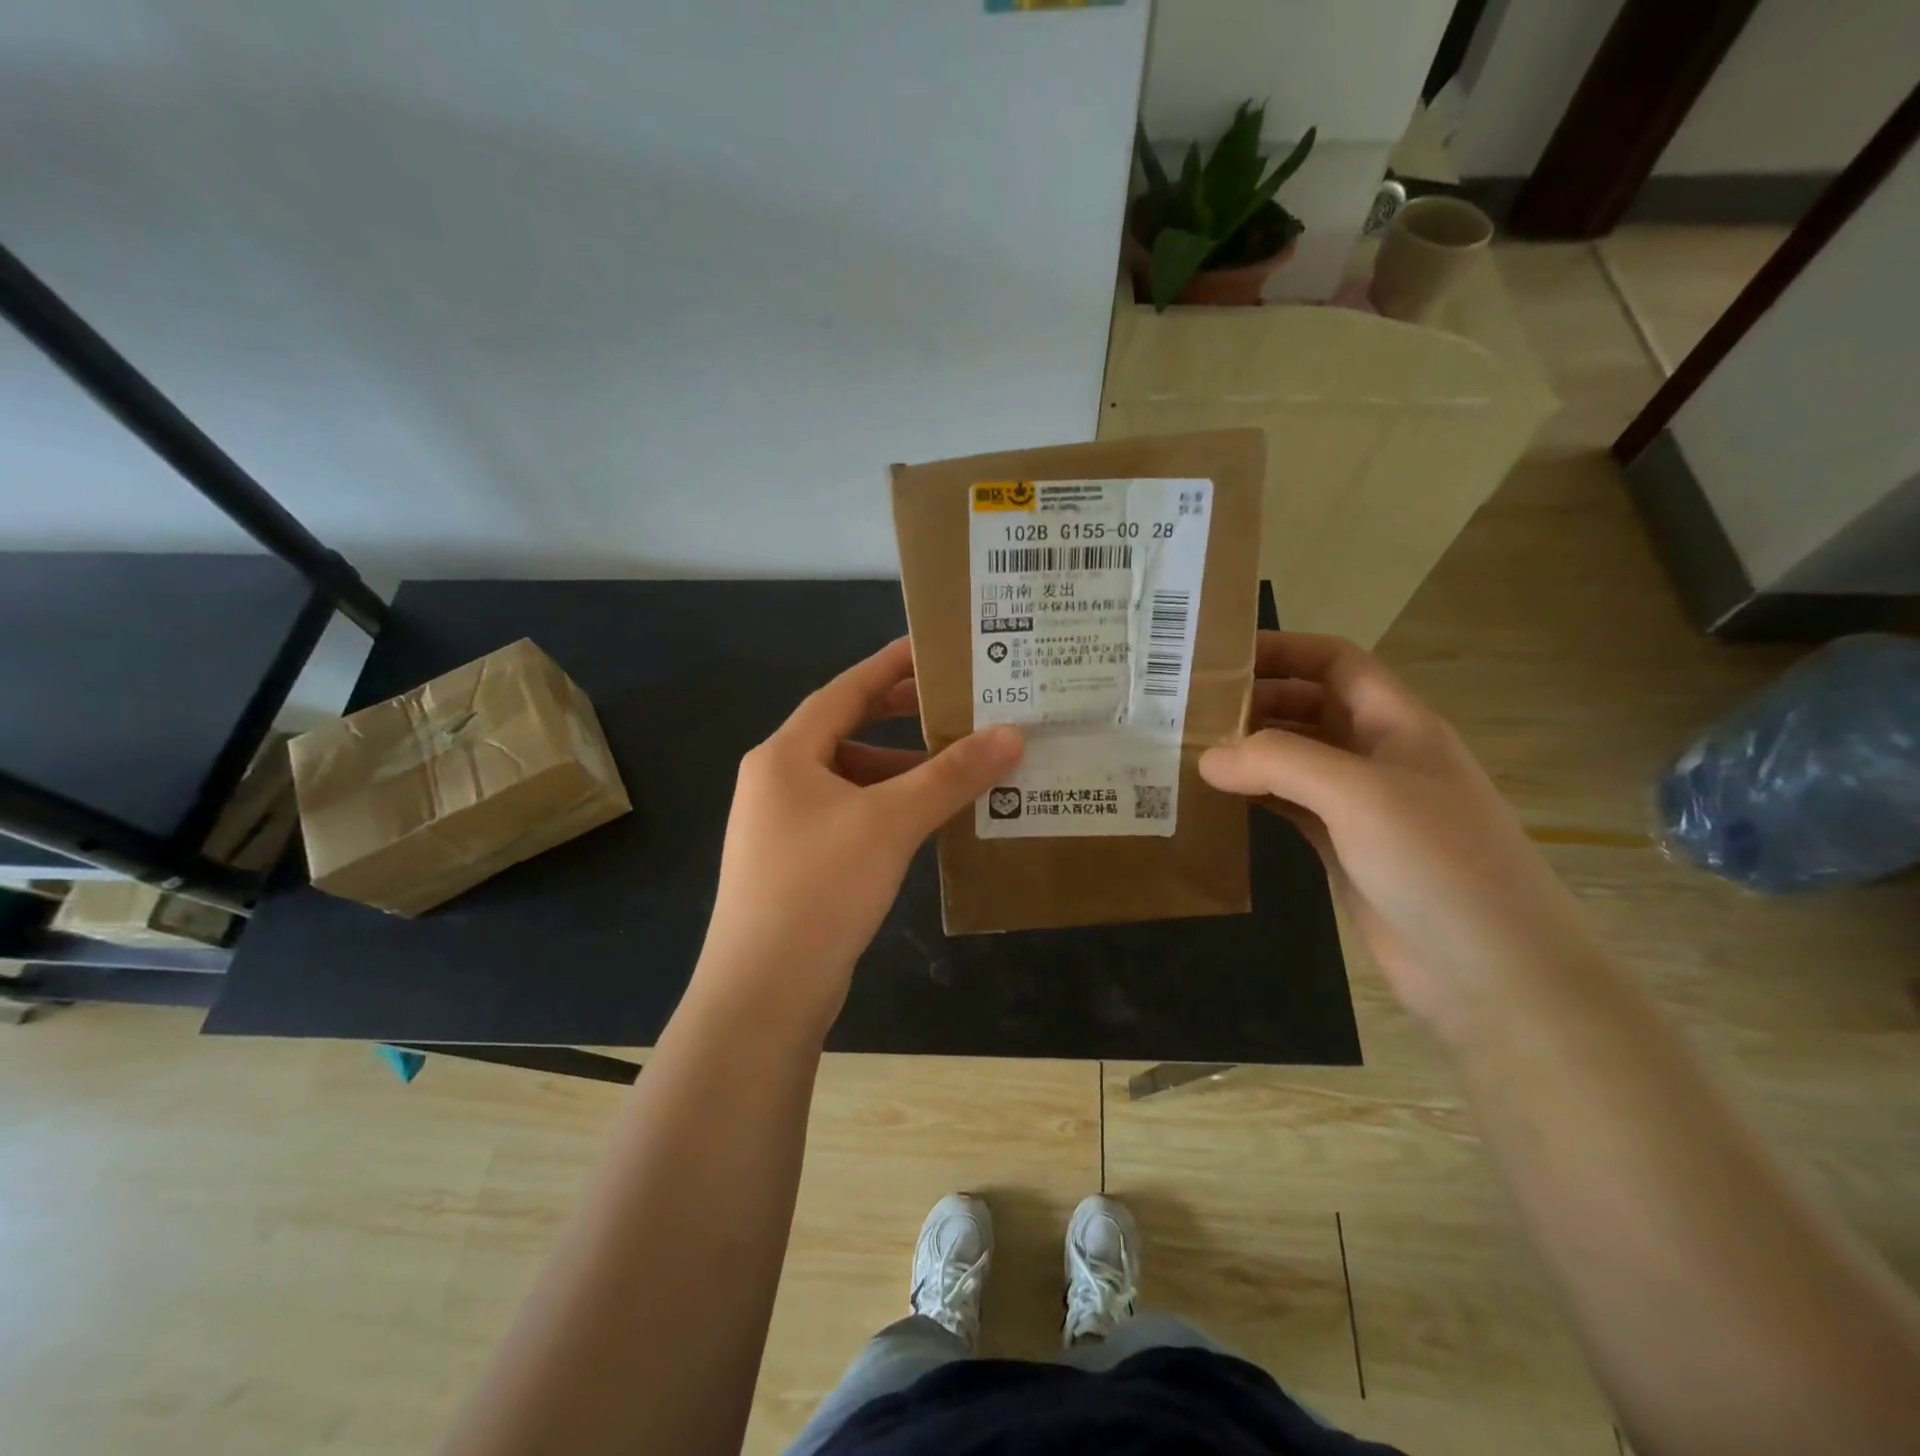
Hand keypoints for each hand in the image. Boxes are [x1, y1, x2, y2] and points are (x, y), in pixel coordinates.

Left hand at [696, 638, 1021, 1028]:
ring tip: (955, 766)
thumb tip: (1012, 735)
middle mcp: (778, 781)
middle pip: (846, 731)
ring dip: (899, 770)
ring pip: (851, 779)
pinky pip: (850, 817)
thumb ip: (950, 776)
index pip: (844, 691)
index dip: (889, 665)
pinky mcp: (797, 864)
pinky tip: (926, 821)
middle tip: (952, 705)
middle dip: (898, 717)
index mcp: (785, 755)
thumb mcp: (890, 822)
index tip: (932, 648)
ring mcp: (783, 825)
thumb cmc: (819, 888)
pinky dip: (888, 809)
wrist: (764, 992)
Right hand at [1199, 632, 1591, 1032]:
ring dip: (1248, 751)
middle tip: (1187, 710)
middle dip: (1254, 701)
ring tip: (1187, 750)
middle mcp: (1378, 755)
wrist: (1492, 972)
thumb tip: (1206, 758)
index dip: (1283, 650)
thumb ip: (1278, 762)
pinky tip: (1216, 799)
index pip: (1336, 662)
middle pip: (1309, 707)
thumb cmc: (1437, 862)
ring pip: (1294, 759)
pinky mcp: (1343, 848)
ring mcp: (1361, 806)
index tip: (1218, 657)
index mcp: (1397, 723)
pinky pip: (1289, 805)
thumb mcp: (1358, 793)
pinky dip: (1254, 796)